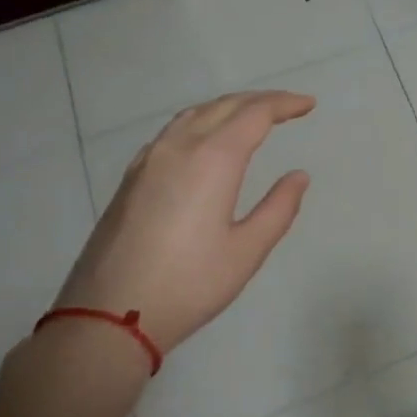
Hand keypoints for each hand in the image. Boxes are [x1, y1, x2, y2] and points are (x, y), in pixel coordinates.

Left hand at [53, 90, 314, 354]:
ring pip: (193, 114)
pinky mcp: (131, 178)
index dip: (284, 104)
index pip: (255, 114)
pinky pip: (172, 132)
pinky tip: (205, 141)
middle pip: (224, 106)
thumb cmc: (188, 284)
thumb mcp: (247, 251)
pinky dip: (201, 122)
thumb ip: (278, 208)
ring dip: (228, 107)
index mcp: (212, 159)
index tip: (308, 104)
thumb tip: (298, 176)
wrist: (108, 316)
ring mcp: (149, 160)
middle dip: (260, 100)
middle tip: (289, 106)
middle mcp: (179, 148)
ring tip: (252, 116)